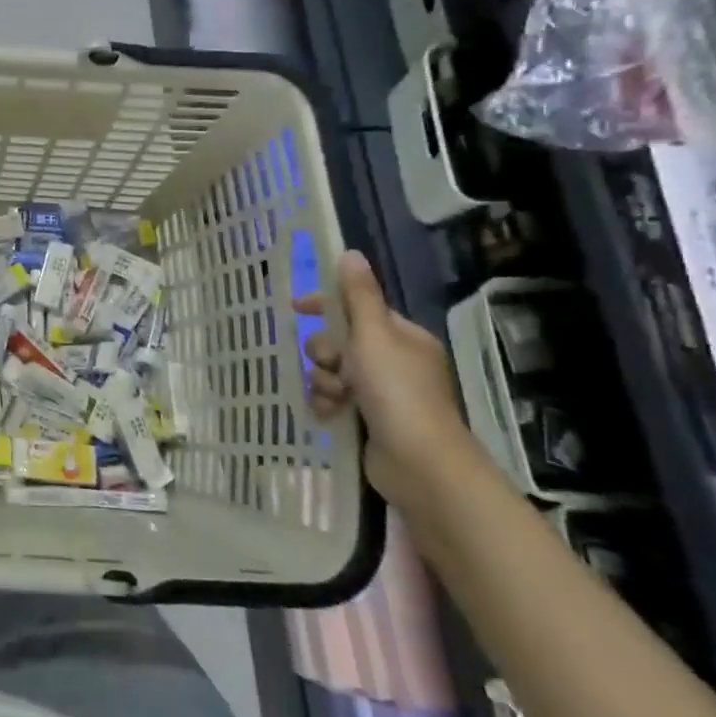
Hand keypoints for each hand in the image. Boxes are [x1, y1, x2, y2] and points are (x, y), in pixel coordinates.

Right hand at [295, 250, 488, 513]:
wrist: (419, 463)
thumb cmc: (396, 391)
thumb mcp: (373, 336)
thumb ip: (358, 296)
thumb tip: (350, 253)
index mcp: (402, 337)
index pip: (358, 308)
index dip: (326, 306)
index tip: (296, 307)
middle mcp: (394, 362)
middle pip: (340, 342)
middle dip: (325, 353)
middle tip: (331, 365)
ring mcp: (383, 393)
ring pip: (333, 372)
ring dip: (325, 381)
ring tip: (335, 398)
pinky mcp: (369, 420)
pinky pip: (334, 400)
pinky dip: (328, 404)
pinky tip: (329, 414)